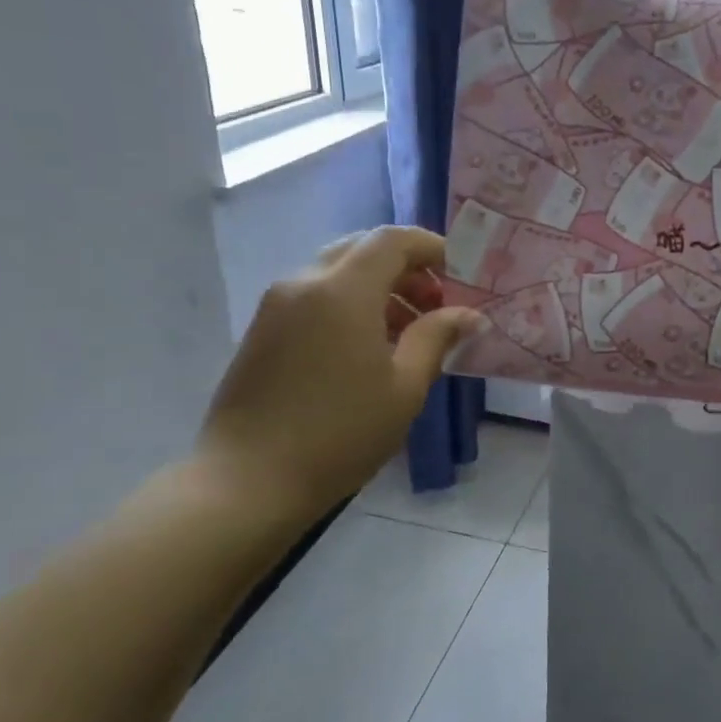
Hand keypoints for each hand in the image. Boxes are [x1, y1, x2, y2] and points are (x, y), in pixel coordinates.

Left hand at [195, 227, 482, 524]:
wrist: (249, 481)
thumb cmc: (340, 433)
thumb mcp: (405, 387)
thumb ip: (437, 338)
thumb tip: (471, 315)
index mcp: (342, 291)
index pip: (392, 240)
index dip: (432, 247)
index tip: (461, 273)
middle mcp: (304, 284)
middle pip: (362, 249)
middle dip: (406, 268)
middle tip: (437, 304)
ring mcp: (277, 306)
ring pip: (337, 273)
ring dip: (380, 288)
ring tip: (410, 331)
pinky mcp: (263, 330)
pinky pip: (316, 296)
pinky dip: (350, 304)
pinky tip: (370, 348)